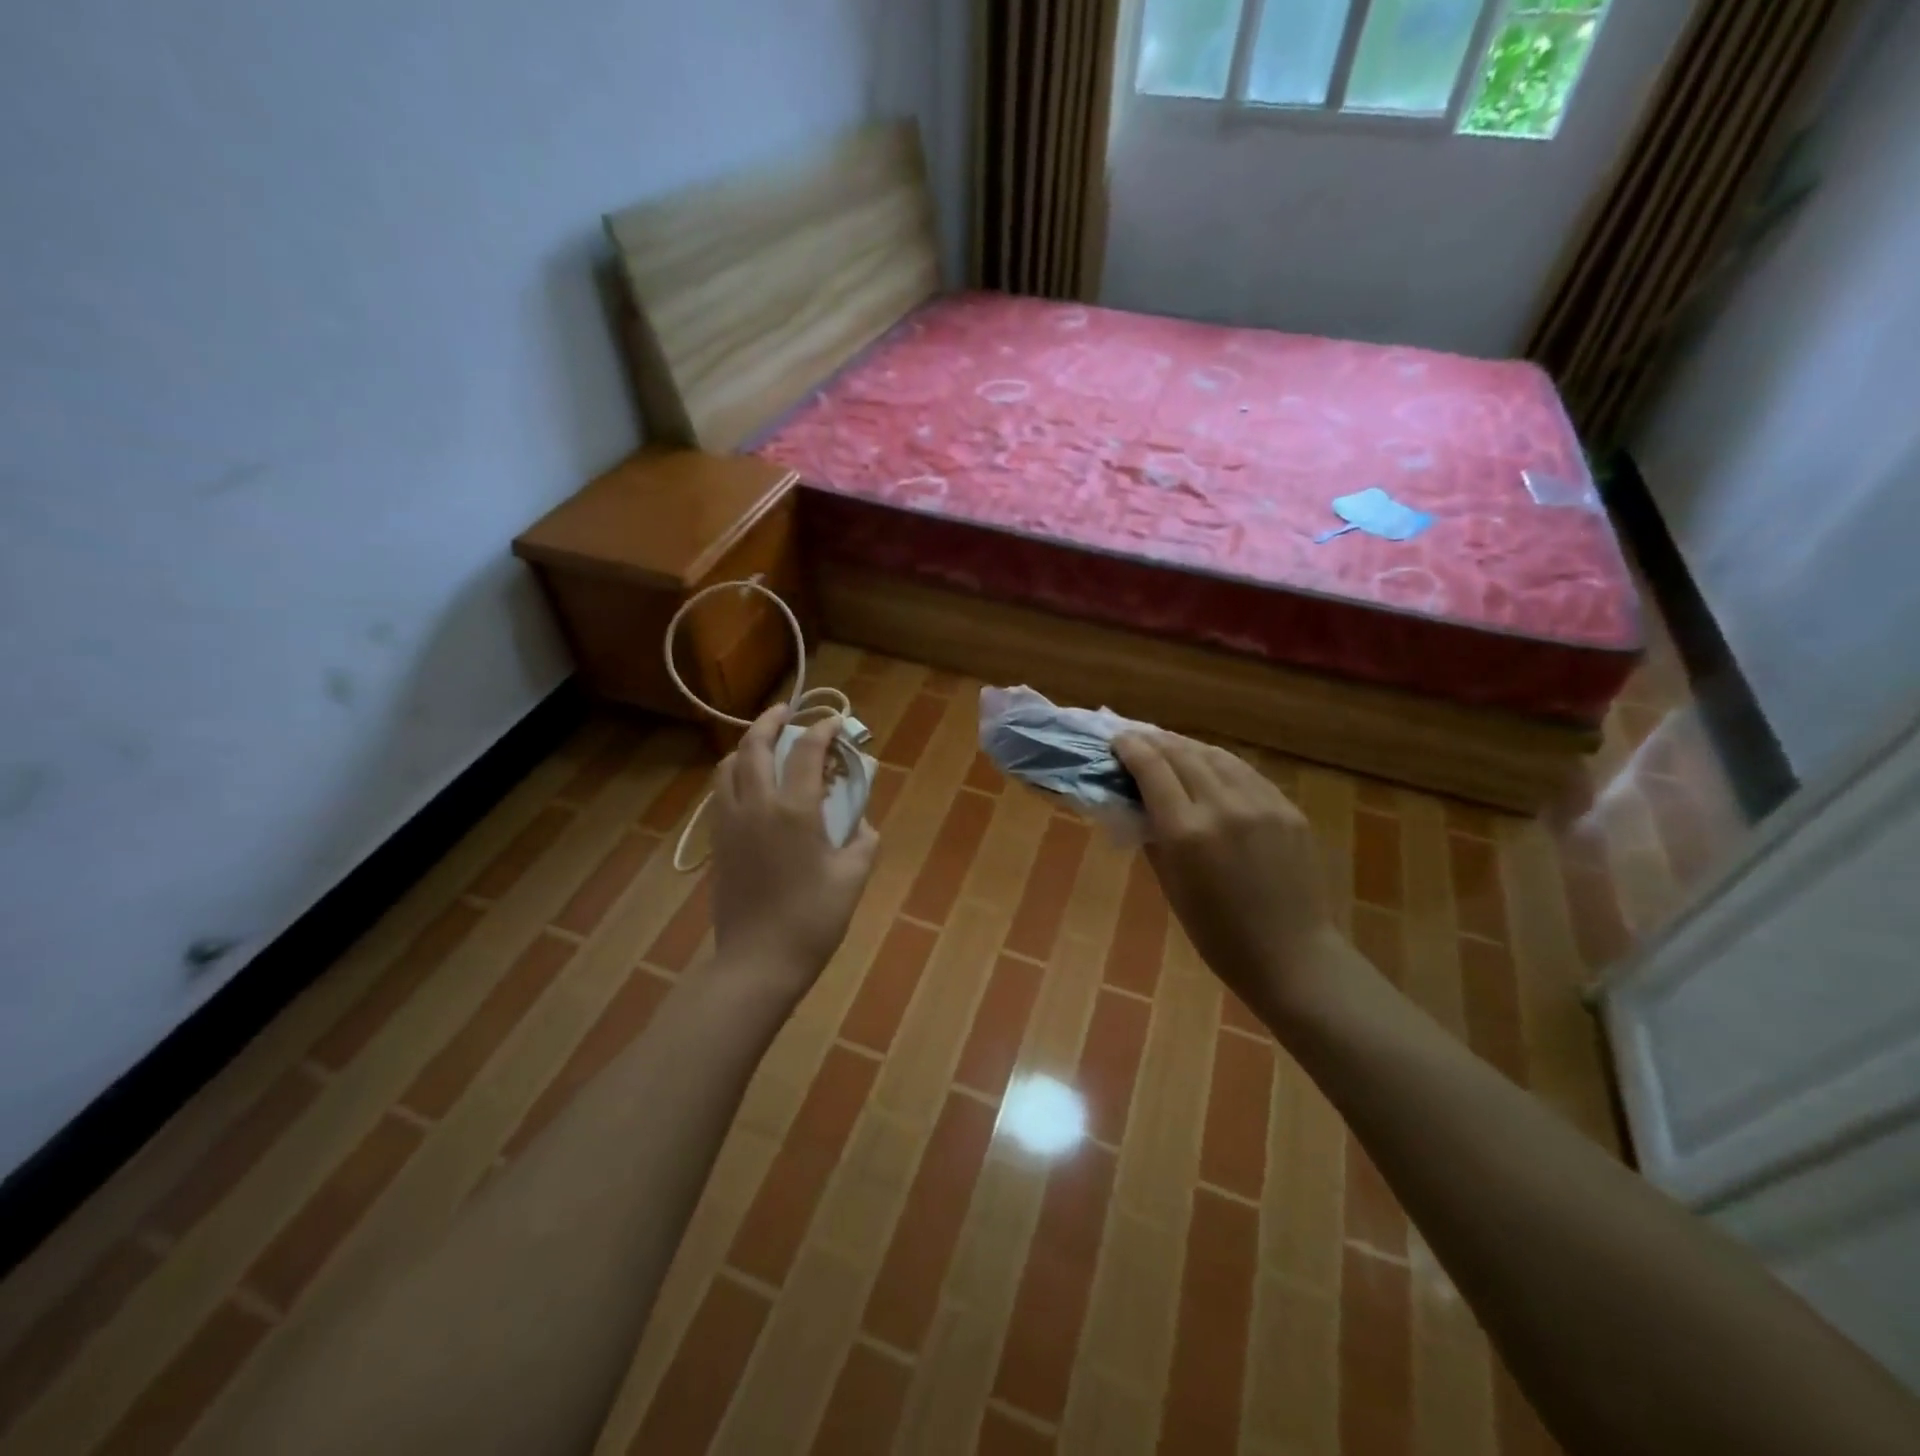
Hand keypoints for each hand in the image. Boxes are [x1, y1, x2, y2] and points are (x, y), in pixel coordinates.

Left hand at [708, 704, 879, 999]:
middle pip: (755, 746)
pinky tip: (750, 785)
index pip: (807, 752)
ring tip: (764, 745)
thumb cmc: (813, 920)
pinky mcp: (716, 842)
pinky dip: (735, 774)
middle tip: (786, 711)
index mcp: (794, 810)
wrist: (758, 961)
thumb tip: (861, 821)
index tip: (835, 722)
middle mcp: (756, 805)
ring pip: (729, 766)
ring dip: (747, 746)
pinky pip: (720, 792)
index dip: (823, 730)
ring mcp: (729, 822)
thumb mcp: (852, 877)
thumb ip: (862, 839)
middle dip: (771, 720)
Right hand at [1114, 731, 1344, 1022]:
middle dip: (1155, 741)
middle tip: (1138, 739)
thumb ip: (1154, 835)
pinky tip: (1210, 766)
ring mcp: (1262, 804)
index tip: (1118, 741)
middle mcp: (1223, 807)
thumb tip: (1139, 801)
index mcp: (1187, 832)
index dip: (1132, 749)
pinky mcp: (1288, 809)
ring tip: (1171, 746)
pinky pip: (1247, 774)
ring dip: (1188, 746)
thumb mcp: (1170, 885)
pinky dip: (1221, 764)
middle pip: (1183, 754)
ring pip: (1217, 756)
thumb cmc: (1217, 934)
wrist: (1291, 955)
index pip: (1153, 769)